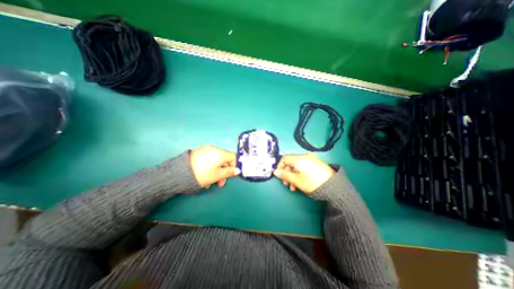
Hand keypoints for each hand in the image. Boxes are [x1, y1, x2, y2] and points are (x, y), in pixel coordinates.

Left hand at [191, 144, 241, 188]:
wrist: (180, 172)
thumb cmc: (202, 174)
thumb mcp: (217, 175)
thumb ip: (229, 172)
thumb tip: (238, 170)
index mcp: (220, 153)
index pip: (233, 157)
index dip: (234, 166)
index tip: (230, 175)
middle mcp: (214, 149)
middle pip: (224, 160)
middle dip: (223, 172)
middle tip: (219, 183)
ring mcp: (206, 150)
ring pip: (216, 161)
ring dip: (216, 172)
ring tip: (209, 183)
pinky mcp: (199, 153)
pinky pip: (209, 160)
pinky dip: (210, 167)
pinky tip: (204, 176)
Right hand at [275, 153, 335, 193]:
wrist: (334, 187)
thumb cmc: (313, 183)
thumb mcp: (297, 180)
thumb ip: (285, 175)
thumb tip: (275, 172)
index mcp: (299, 159)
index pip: (284, 158)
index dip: (279, 166)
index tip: (279, 175)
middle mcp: (305, 156)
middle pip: (291, 162)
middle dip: (287, 173)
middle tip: (286, 184)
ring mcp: (311, 159)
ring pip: (297, 166)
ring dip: (293, 175)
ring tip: (293, 187)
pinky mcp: (316, 163)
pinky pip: (303, 166)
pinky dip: (299, 173)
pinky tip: (300, 183)